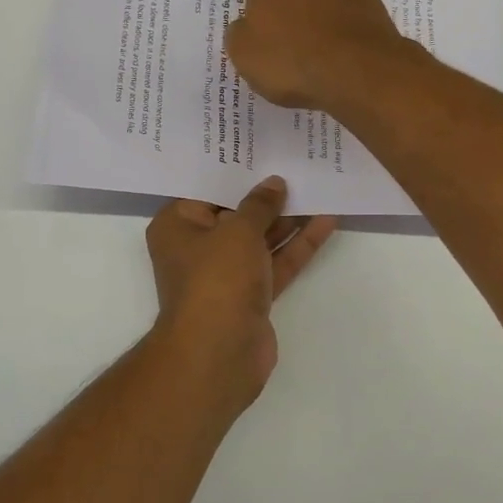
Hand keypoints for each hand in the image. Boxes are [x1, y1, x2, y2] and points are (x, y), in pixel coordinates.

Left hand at [146, 176, 336, 411]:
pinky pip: (275, 262)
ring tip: (319, 187)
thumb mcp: (238, 231)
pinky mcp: (250, 295)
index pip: (205, 189)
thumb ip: (259, 205)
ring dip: (287, 218)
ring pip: (259, 239)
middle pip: (234, 213)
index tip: (261, 149)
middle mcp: (196, 247)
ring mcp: (225, 274)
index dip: (234, 170)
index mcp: (177, 225)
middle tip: (297, 163)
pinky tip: (326, 222)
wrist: (219, 353)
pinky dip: (297, 245)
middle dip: (266, 194)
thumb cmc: (216, 279)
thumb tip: (273, 183)